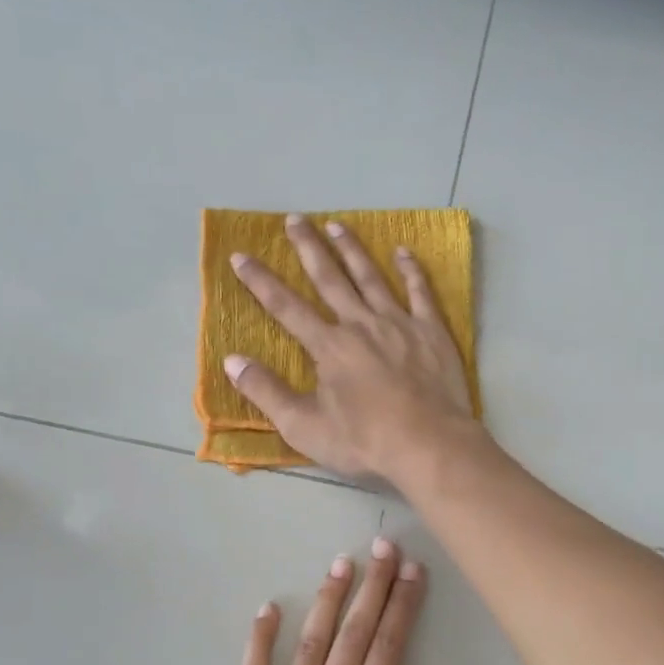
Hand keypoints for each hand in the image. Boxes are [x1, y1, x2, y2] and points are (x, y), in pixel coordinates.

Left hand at [217, 537, 478, 664]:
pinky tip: (268, 609)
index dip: (404, 607)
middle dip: (372, 587)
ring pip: (309, 644)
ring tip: (341, 563)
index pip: (388, 650)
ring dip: (327, 600)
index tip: (414, 570)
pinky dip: (260, 639)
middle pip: (352, 635)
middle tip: (383, 545)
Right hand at [225, 216, 477, 481]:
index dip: (261, 281)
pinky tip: (403, 252)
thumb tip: (231, 361)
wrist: (428, 444)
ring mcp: (399, 323)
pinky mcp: (431, 332)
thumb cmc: (364, 441)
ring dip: (352, 250)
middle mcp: (361, 324)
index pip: (286, 307)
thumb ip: (266, 392)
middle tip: (294, 219)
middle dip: (308, 248)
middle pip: (330, 279)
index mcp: (329, 346)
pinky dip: (411, 270)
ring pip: (371, 277)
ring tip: (336, 226)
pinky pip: (420, 292)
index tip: (242, 256)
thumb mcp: (303, 426)